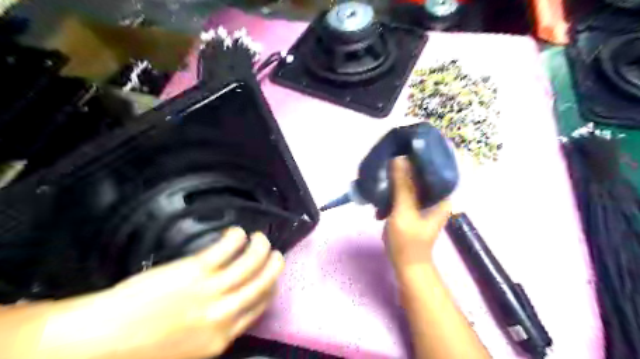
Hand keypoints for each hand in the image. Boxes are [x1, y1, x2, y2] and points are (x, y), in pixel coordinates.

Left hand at [103, 228, 282, 357]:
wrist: (99, 343)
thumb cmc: (141, 351)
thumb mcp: (191, 352)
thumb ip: (218, 331)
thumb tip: (235, 309)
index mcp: (223, 337)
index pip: (260, 307)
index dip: (270, 288)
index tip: (272, 278)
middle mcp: (224, 313)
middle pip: (262, 283)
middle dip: (274, 265)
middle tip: (276, 254)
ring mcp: (211, 290)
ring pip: (250, 263)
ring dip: (260, 246)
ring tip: (260, 237)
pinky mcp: (195, 269)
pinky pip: (227, 249)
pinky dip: (236, 237)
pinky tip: (237, 232)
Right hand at [385, 157, 449, 271]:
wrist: (406, 264)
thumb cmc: (408, 241)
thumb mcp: (404, 212)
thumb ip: (402, 186)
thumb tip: (399, 159)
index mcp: (442, 196)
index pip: (434, 167)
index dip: (421, 156)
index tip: (404, 147)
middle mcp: (437, 196)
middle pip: (422, 173)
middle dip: (405, 167)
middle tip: (389, 158)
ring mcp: (425, 202)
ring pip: (411, 182)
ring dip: (397, 178)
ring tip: (384, 171)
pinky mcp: (414, 207)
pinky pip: (404, 191)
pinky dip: (394, 189)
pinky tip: (383, 188)